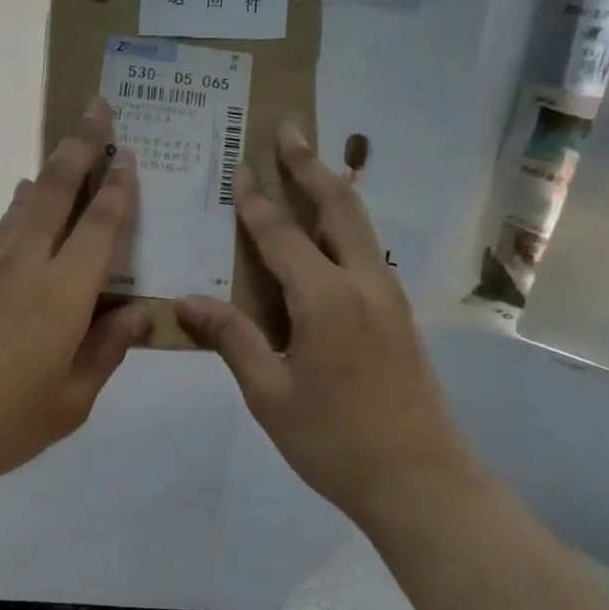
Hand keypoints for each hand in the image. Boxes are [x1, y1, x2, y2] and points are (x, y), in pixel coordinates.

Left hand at [0, 98, 148, 493]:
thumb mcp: (69, 403)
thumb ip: (105, 353)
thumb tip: (137, 315)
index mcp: (62, 296)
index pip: (99, 228)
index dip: (118, 189)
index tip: (129, 155)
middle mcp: (26, 266)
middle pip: (57, 191)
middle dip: (81, 145)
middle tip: (98, 106)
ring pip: (25, 204)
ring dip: (50, 170)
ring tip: (67, 148)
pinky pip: (1, 229)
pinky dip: (20, 207)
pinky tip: (23, 204)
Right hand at [175, 125, 487, 530]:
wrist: (420, 481)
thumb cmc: (334, 441)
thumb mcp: (270, 394)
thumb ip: (233, 339)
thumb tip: (187, 301)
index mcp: (327, 299)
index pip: (282, 236)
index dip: (256, 203)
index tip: (239, 167)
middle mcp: (364, 283)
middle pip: (338, 207)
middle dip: (310, 165)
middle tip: (288, 129)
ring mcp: (390, 298)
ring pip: (360, 226)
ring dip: (332, 190)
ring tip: (309, 165)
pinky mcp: (399, 316)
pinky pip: (367, 253)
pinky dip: (345, 226)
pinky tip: (328, 235)